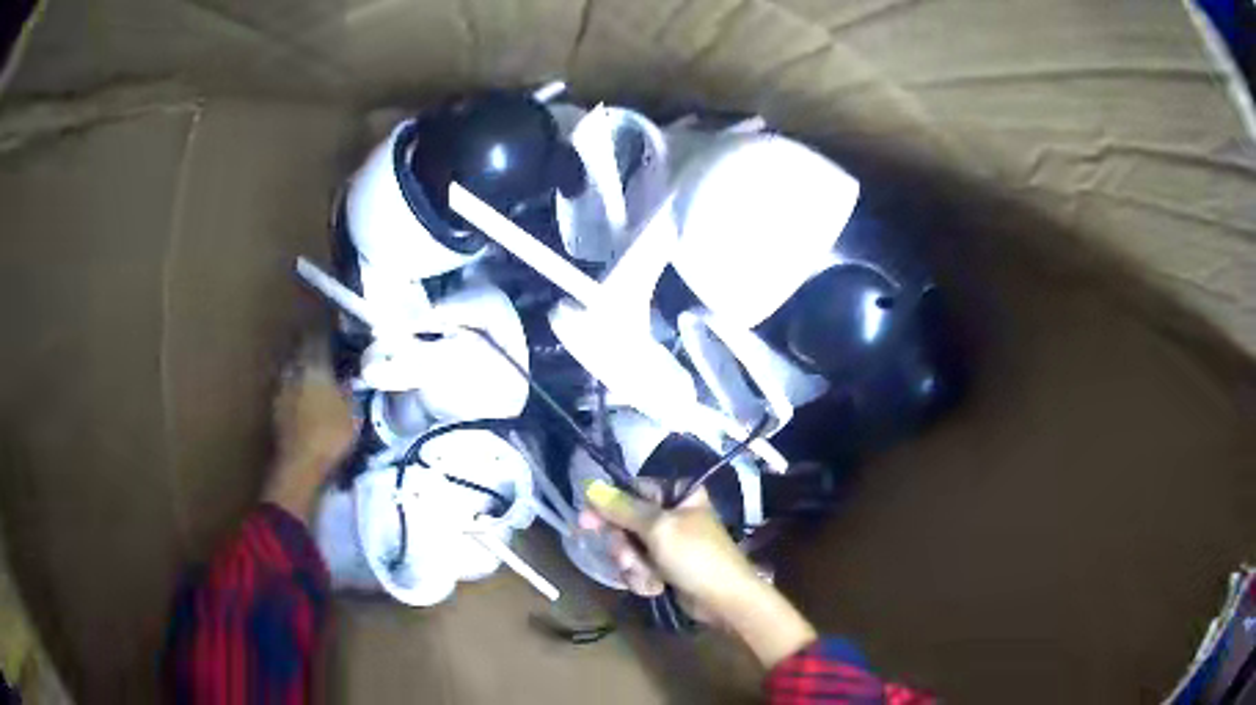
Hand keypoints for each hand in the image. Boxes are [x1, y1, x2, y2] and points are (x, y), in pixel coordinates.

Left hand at [264, 340, 357, 521]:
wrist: (299, 465)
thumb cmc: (330, 436)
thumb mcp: (352, 414)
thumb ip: (349, 392)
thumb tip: (349, 378)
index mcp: (315, 367)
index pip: (319, 340)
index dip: (326, 332)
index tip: (334, 327)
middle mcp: (295, 372)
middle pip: (301, 352)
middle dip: (310, 348)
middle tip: (322, 348)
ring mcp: (282, 390)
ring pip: (292, 370)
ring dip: (300, 369)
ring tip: (311, 372)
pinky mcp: (275, 410)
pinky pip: (287, 389)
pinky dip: (294, 388)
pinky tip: (301, 396)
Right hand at [580, 480, 816, 667]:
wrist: (724, 600)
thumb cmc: (696, 557)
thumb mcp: (658, 528)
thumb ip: (623, 509)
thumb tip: (591, 487)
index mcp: (679, 494)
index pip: (632, 491)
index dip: (608, 507)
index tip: (586, 523)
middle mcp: (673, 514)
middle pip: (626, 523)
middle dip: (625, 547)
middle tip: (629, 560)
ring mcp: (669, 542)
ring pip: (629, 548)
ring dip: (634, 566)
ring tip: (650, 577)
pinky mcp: (667, 566)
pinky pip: (640, 567)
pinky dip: (643, 578)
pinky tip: (657, 587)